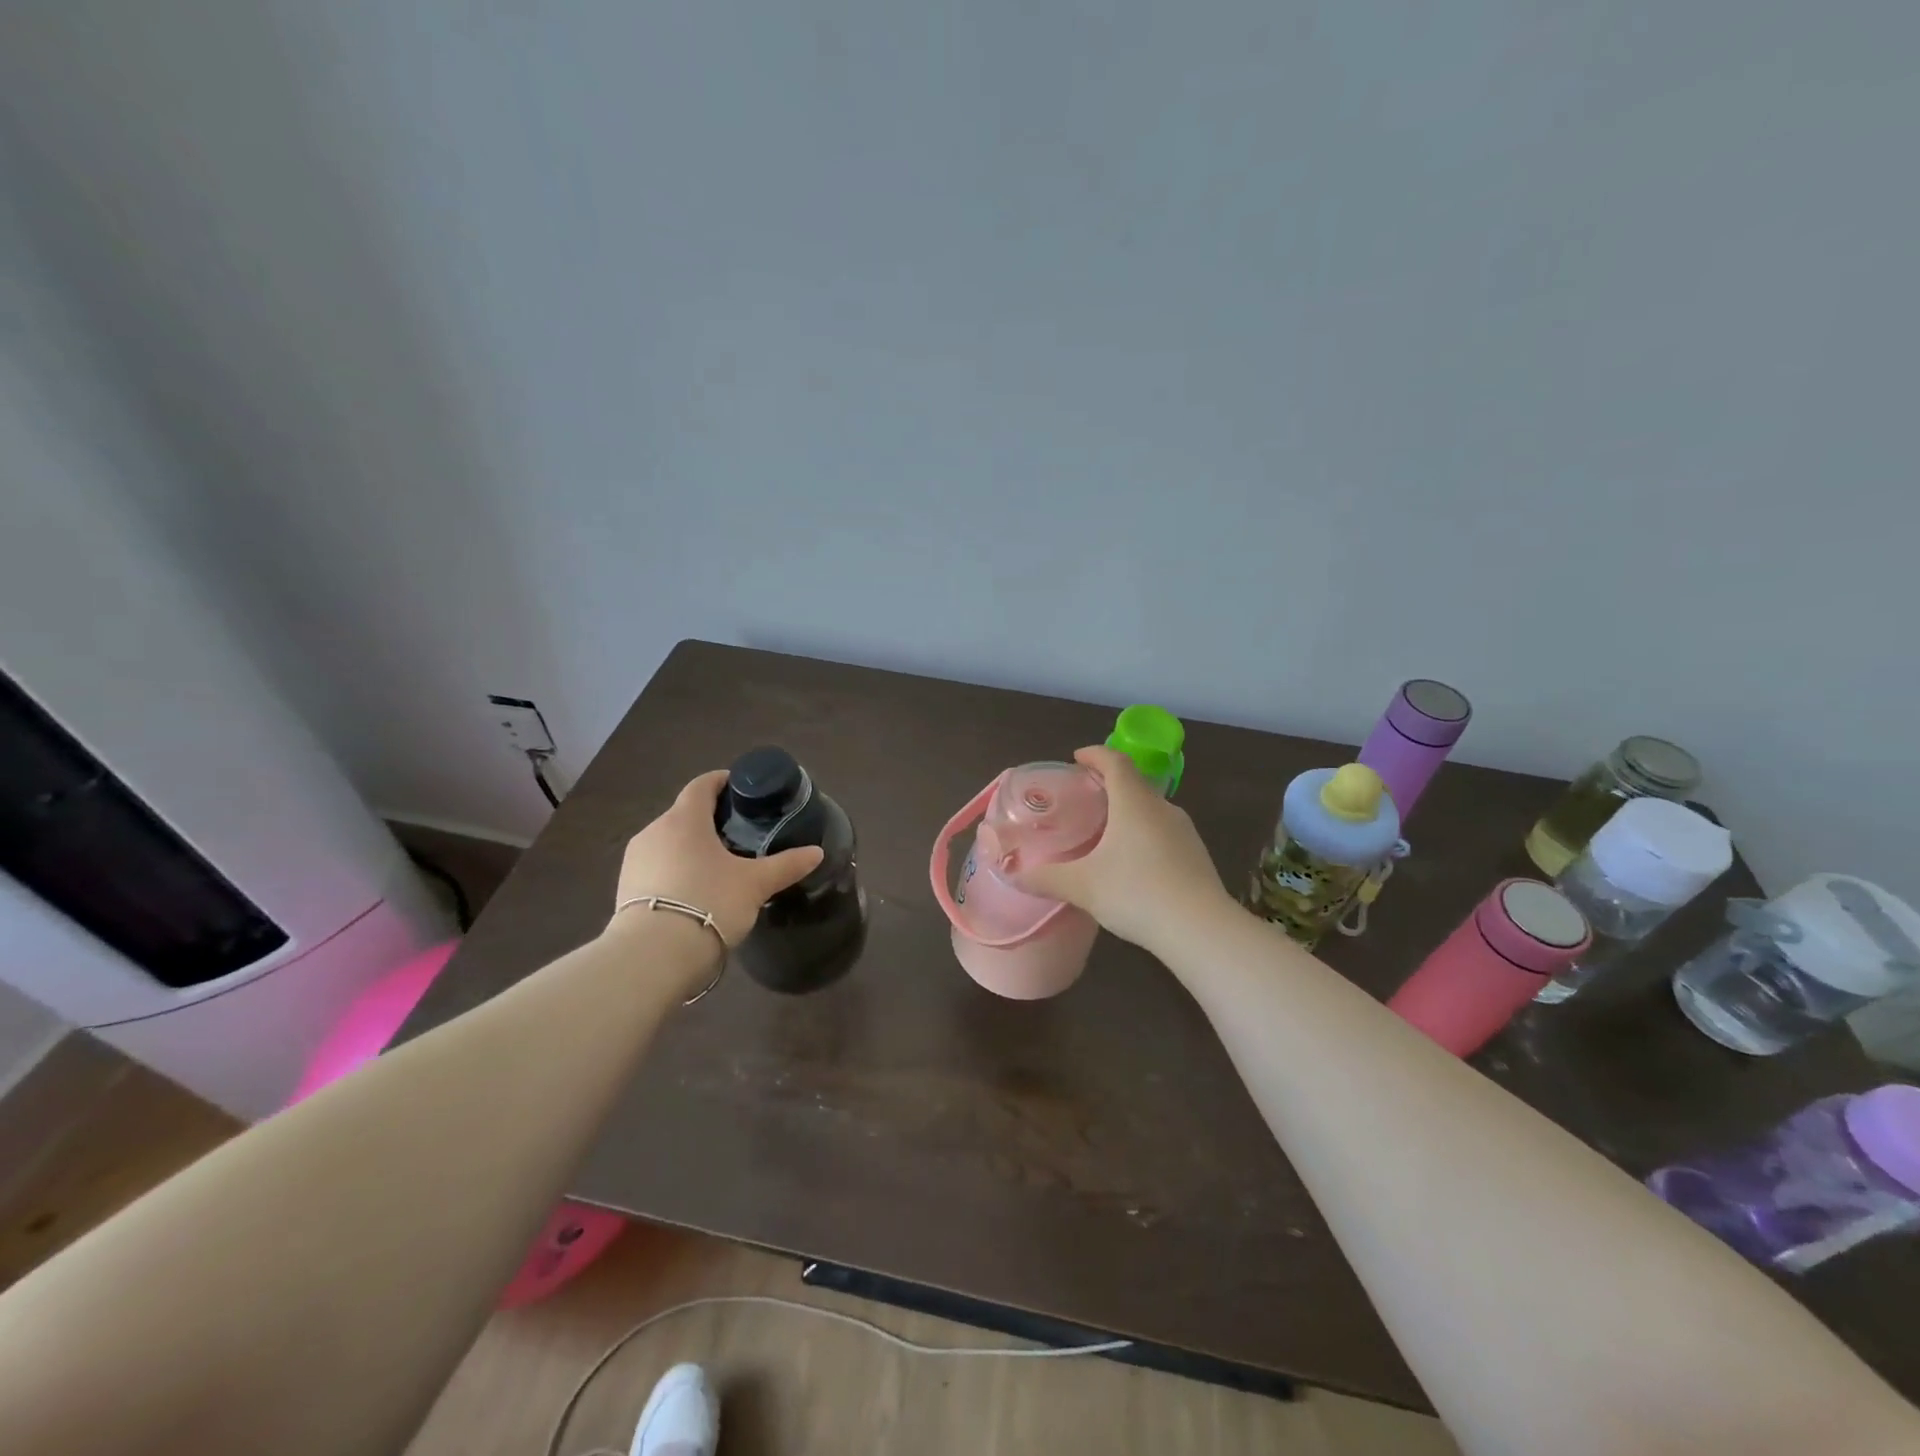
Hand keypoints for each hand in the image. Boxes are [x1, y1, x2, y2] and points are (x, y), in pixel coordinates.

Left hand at [609, 770, 824, 947]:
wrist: (653, 956)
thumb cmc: (709, 903)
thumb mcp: (755, 884)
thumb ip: (786, 865)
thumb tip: (817, 852)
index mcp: (684, 819)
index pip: (701, 785)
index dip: (722, 782)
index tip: (741, 789)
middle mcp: (654, 831)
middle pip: (684, 814)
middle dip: (709, 820)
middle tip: (738, 834)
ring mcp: (635, 860)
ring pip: (668, 841)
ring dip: (690, 847)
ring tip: (717, 866)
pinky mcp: (625, 888)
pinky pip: (656, 867)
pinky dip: (675, 870)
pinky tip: (693, 891)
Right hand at [1016, 746, 1234, 951]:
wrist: (1201, 929)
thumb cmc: (1136, 893)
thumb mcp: (1082, 886)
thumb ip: (1046, 878)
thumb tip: (1013, 874)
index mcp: (1134, 802)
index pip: (1115, 761)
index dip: (1095, 754)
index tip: (1077, 758)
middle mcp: (1162, 808)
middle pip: (1134, 783)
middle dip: (1108, 784)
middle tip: (1084, 797)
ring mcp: (1184, 831)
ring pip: (1151, 809)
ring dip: (1128, 811)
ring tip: (1105, 831)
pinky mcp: (1196, 855)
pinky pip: (1164, 832)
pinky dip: (1144, 835)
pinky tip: (1132, 863)